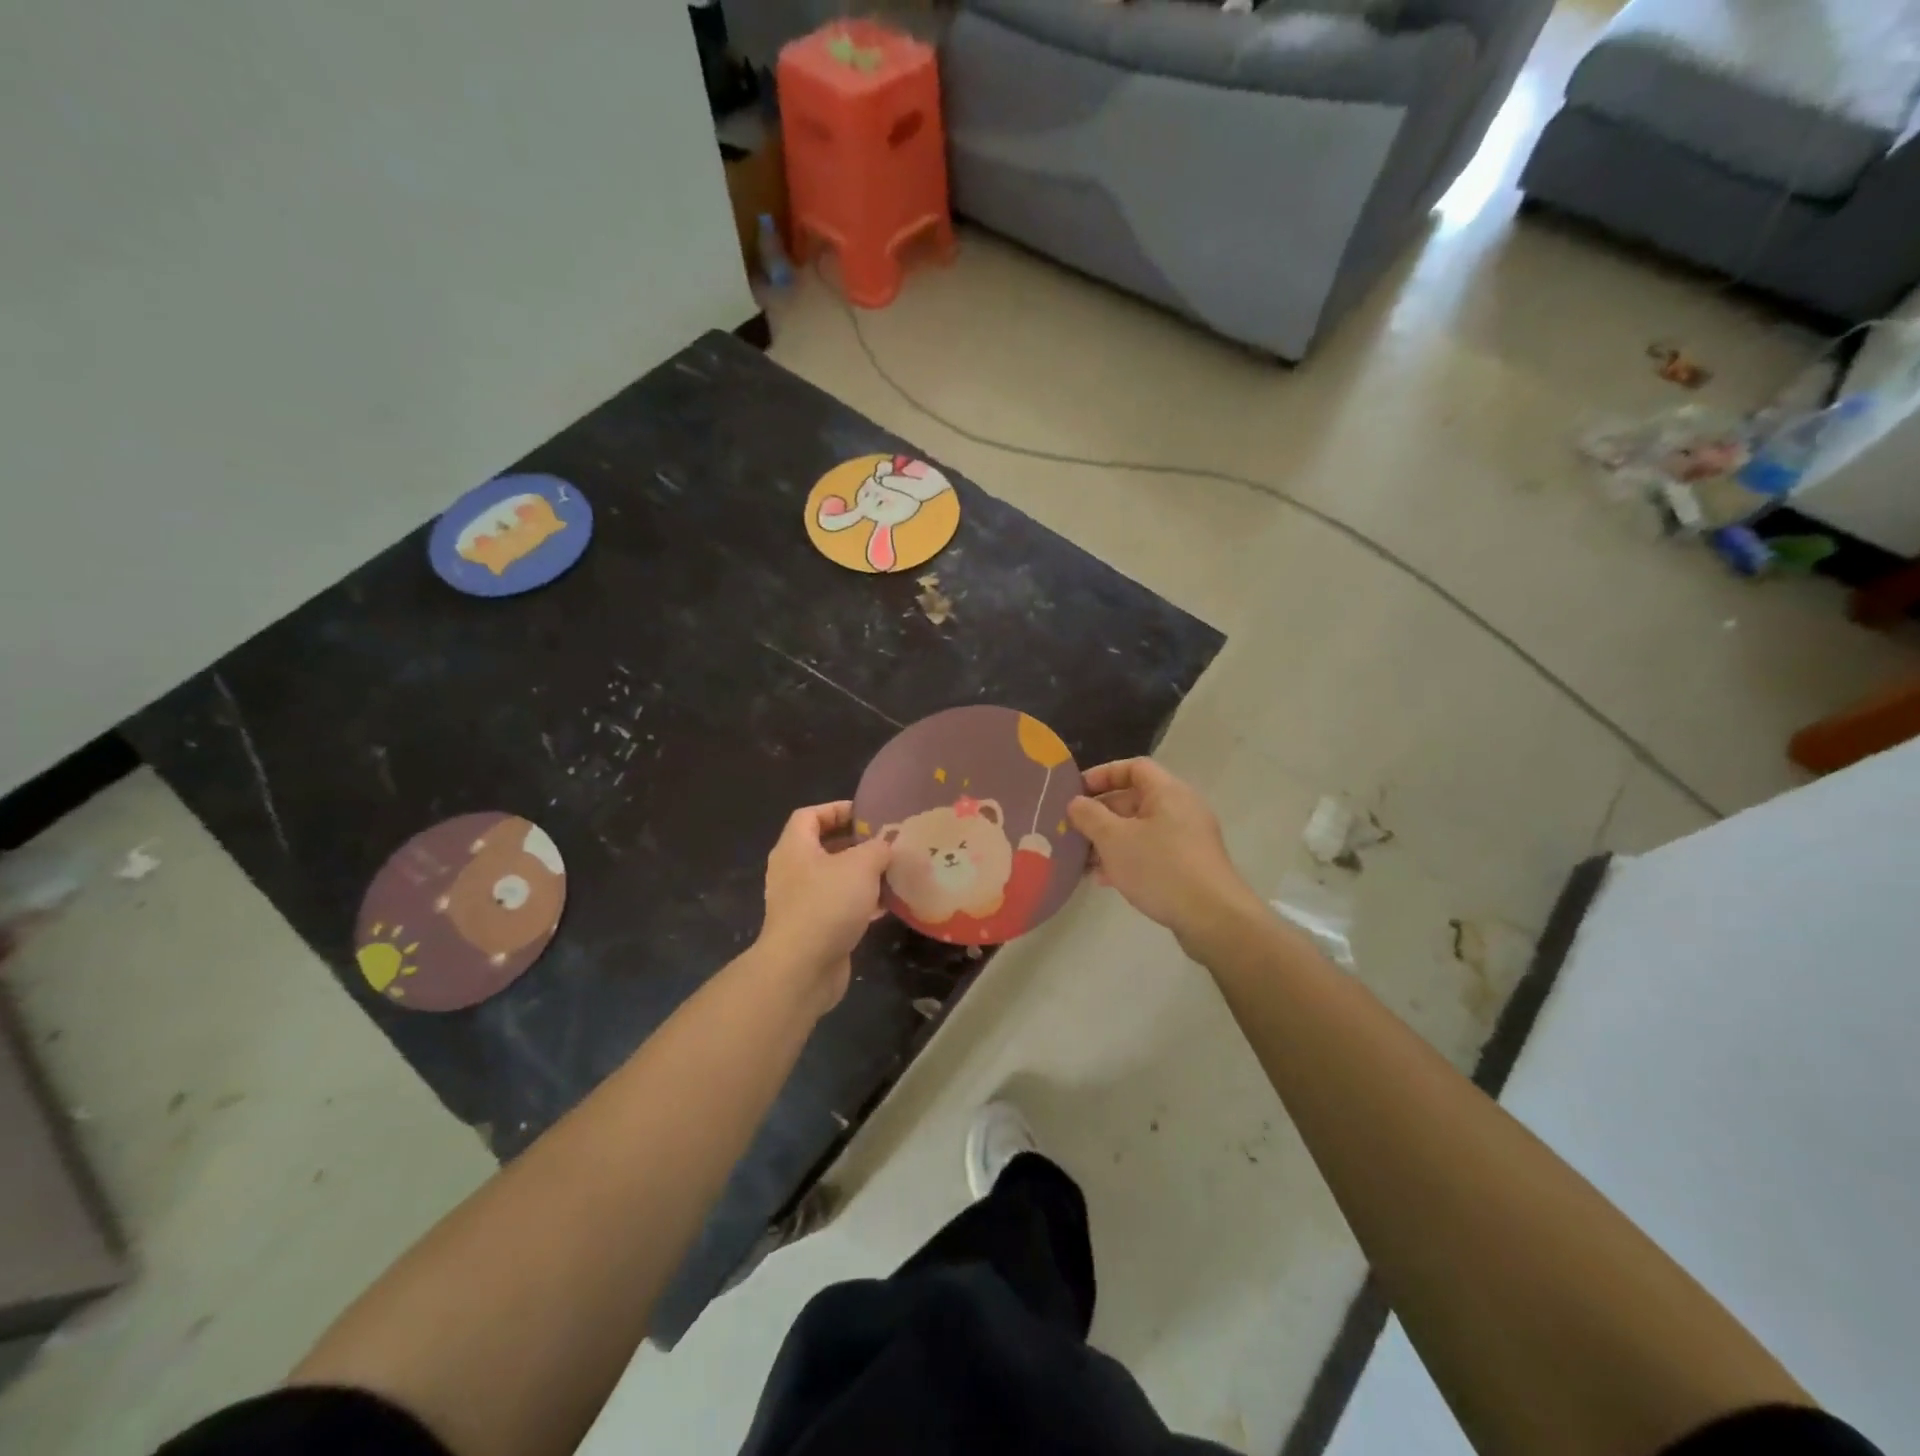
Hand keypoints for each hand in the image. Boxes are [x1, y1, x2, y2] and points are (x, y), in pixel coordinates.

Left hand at [756, 801, 892, 1013]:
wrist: (802, 969)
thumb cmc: (827, 904)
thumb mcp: (861, 865)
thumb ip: (879, 848)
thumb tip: (888, 843)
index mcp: (795, 848)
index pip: (810, 816)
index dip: (837, 809)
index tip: (868, 815)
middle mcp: (793, 871)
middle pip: (823, 847)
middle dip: (856, 843)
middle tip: (887, 843)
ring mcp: (801, 902)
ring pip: (834, 878)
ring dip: (862, 875)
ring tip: (893, 871)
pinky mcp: (813, 929)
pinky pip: (839, 906)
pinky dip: (861, 902)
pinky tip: (887, 906)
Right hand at [1067, 759, 1259, 942]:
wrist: (1212, 918)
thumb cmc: (1160, 868)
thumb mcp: (1114, 839)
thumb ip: (1090, 816)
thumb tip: (1076, 803)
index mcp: (1167, 792)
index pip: (1133, 767)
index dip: (1103, 775)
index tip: (1076, 792)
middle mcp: (1181, 809)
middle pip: (1134, 800)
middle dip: (1100, 815)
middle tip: (1072, 830)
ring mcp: (1187, 839)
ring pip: (1140, 830)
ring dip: (1109, 841)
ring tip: (1082, 860)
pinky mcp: (1189, 866)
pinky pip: (1151, 852)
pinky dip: (1127, 859)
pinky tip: (1105, 880)